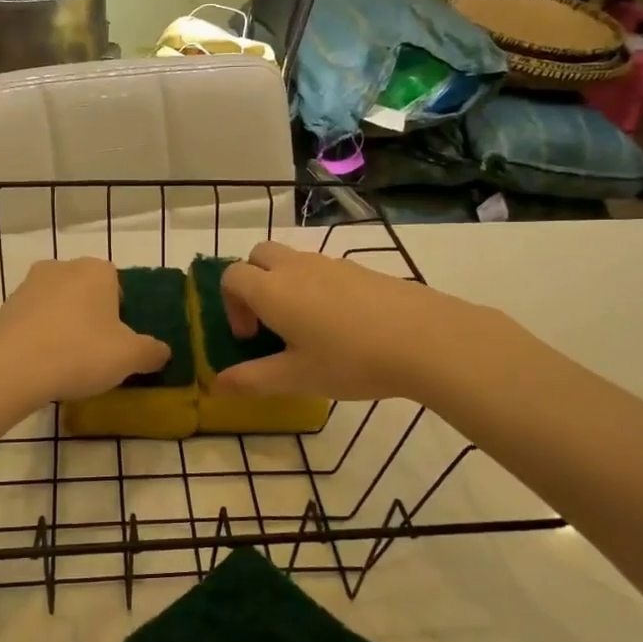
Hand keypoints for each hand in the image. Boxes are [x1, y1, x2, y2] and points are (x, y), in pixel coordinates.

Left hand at [0, 258, 170, 402]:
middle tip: (96, 354)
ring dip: (64, 328)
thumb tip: (162, 351)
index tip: (120, 343)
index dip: (122, 314)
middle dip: (92, 318)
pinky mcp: (3, 309)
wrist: (9, 368)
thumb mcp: (129, 357)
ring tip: (67, 364)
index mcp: (97, 270)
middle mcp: (61, 268)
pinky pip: (33, 323)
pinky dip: (40, 339)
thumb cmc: (80, 352)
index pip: (118, 285)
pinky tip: (42, 366)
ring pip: (58, 307)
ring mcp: (27, 286)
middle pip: (86, 293)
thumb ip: (152, 352)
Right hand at [217, 242, 483, 401]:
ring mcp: (331, 264)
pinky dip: (315, 287)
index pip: (232, 276)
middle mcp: (296, 267)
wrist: (425, 338)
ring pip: (292, 260)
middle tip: (268, 322)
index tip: (249, 338)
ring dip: (284, 284)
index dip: (231, 305)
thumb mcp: (297, 378)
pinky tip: (341, 325)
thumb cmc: (351, 360)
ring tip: (306, 327)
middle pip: (259, 256)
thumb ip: (253, 380)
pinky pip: (322, 269)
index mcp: (272, 290)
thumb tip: (217, 385)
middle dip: (252, 283)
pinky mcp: (361, 269)